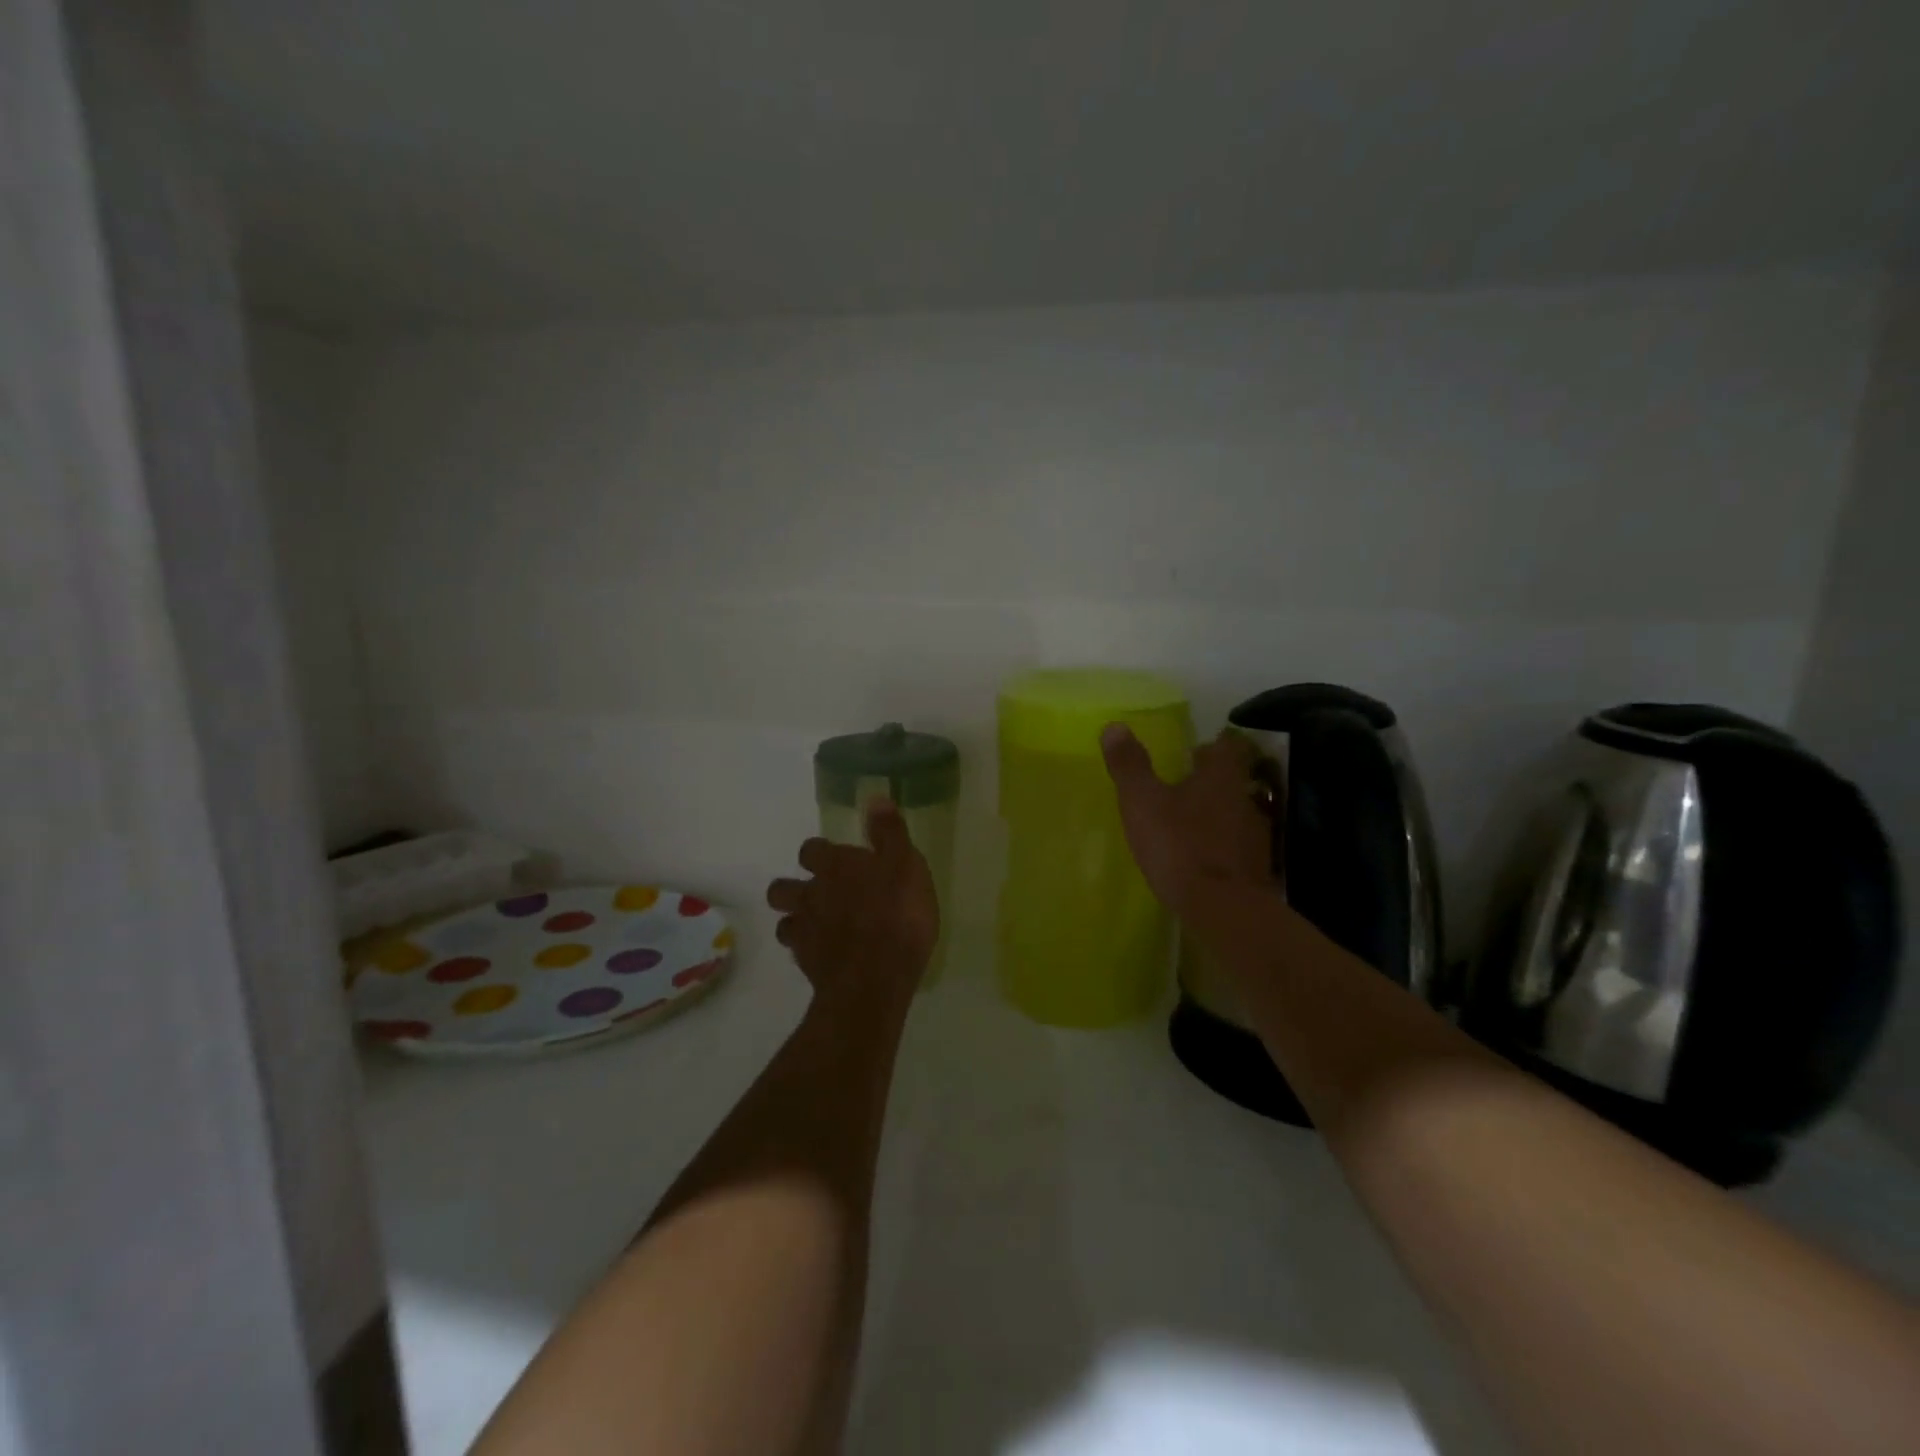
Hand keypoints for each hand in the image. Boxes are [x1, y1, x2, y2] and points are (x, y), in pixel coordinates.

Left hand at [766, 800, 938, 1010]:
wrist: (876, 977)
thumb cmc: (897, 914)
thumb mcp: (905, 865)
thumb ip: (889, 833)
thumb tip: (874, 797)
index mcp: (834, 866)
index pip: (811, 850)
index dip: (820, 854)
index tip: (836, 859)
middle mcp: (811, 895)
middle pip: (783, 888)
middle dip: (795, 889)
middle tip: (820, 895)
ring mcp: (805, 932)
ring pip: (784, 922)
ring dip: (797, 921)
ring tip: (818, 927)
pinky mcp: (807, 965)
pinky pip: (799, 953)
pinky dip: (809, 951)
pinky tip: (827, 956)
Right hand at [1101, 723, 1275, 918]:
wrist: (1223, 909)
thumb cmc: (1180, 845)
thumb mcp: (1143, 802)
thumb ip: (1130, 765)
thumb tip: (1115, 726)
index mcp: (1221, 776)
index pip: (1228, 745)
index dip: (1214, 743)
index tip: (1196, 749)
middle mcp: (1245, 798)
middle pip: (1233, 779)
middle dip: (1211, 779)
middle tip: (1184, 783)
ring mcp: (1256, 835)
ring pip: (1236, 812)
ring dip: (1216, 813)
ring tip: (1189, 822)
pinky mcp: (1256, 868)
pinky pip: (1237, 846)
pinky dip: (1222, 845)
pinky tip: (1202, 857)